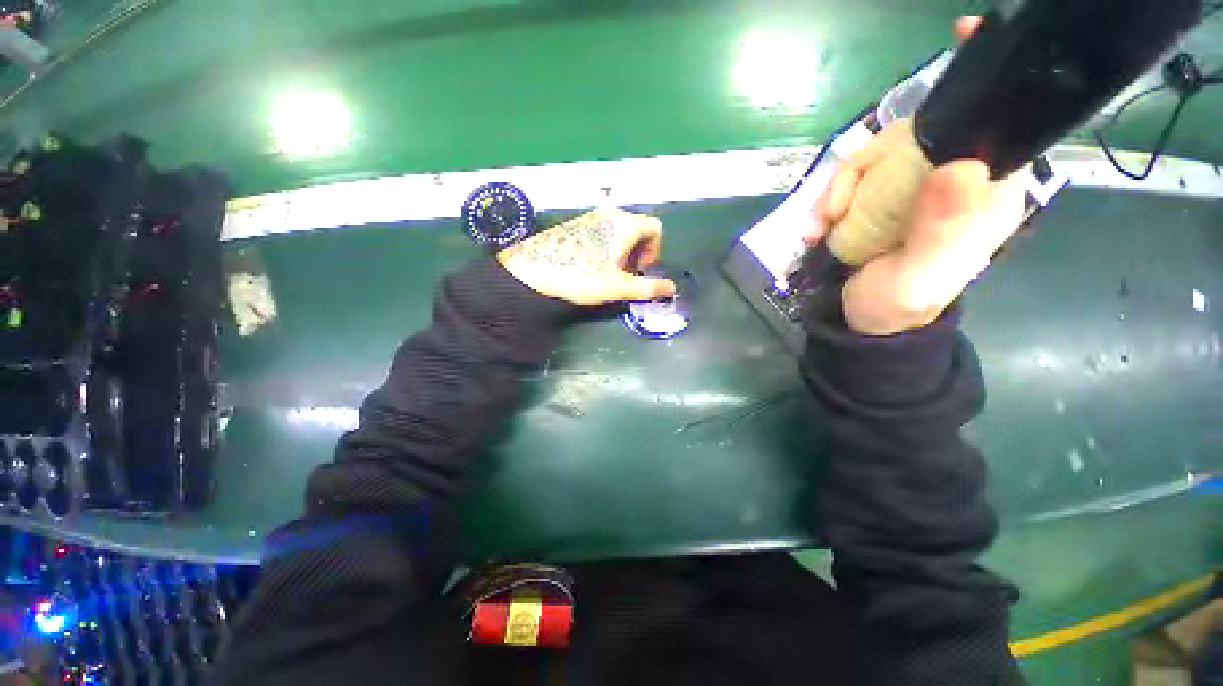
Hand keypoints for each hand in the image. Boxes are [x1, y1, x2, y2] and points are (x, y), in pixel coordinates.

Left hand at [497, 208, 676, 305]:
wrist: (533, 271)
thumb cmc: (582, 277)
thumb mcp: (619, 287)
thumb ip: (648, 288)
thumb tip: (672, 289)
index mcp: (625, 223)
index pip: (656, 228)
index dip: (655, 250)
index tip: (641, 270)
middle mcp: (610, 213)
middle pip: (638, 229)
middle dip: (638, 253)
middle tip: (625, 275)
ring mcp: (590, 216)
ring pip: (619, 231)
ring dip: (622, 251)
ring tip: (607, 272)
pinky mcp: (575, 224)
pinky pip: (601, 231)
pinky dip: (606, 247)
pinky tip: (590, 265)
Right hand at [804, 14, 1025, 335]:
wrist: (864, 323)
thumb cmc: (900, 304)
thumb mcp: (920, 277)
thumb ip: (941, 230)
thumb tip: (961, 163)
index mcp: (984, 192)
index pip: (997, 123)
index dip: (984, 81)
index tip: (964, 35)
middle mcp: (951, 178)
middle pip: (914, 135)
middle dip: (868, 163)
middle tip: (837, 205)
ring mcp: (909, 187)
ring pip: (873, 157)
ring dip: (838, 188)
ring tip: (821, 226)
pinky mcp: (876, 199)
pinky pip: (850, 181)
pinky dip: (827, 201)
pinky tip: (816, 228)